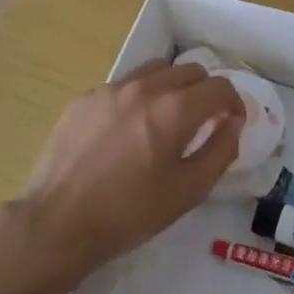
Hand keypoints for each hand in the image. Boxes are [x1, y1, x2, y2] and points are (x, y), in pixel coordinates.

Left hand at [8, 60, 243, 289]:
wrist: (59, 223)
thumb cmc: (130, 212)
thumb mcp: (189, 191)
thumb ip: (220, 150)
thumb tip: (233, 122)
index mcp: (174, 110)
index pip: (219, 86)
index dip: (233, 103)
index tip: (230, 123)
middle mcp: (144, 88)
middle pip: (190, 70)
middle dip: (205, 92)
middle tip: (202, 123)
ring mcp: (110, 90)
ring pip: (156, 71)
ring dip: (172, 88)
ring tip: (165, 121)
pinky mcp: (85, 99)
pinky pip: (124, 86)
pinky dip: (138, 98)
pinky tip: (127, 132)